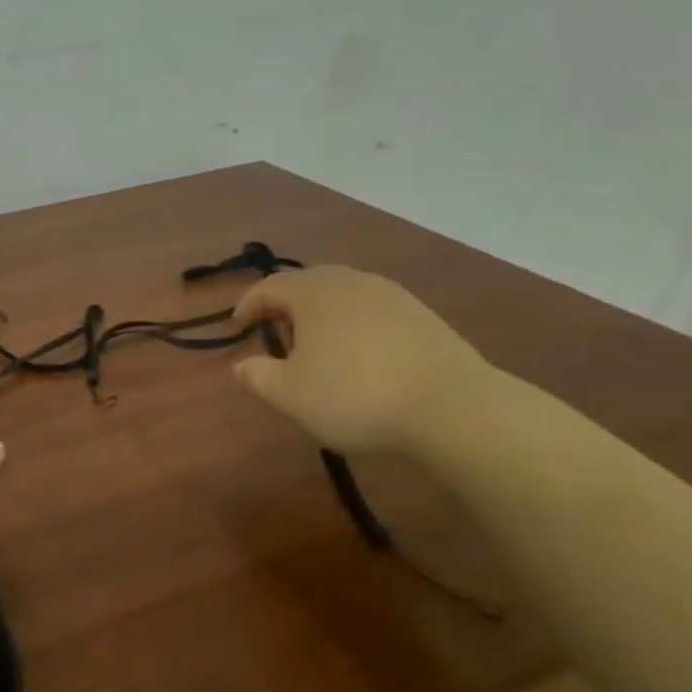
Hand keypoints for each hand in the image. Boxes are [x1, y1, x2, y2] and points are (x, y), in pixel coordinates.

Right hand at [230, 266, 488, 455]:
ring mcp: (392, 296)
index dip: (248, 305)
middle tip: (276, 330)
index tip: (237, 325)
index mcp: (313, 292)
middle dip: (287, 303)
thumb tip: (240, 366)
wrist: (453, 408)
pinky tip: (361, 354)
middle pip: (308, 283)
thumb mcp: (290, 395)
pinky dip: (356, 325)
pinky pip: (374, 311)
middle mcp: (351, 282)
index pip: (269, 287)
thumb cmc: (355, 395)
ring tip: (318, 343)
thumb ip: (257, 377)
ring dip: (324, 313)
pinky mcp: (423, 317)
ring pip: (344, 295)